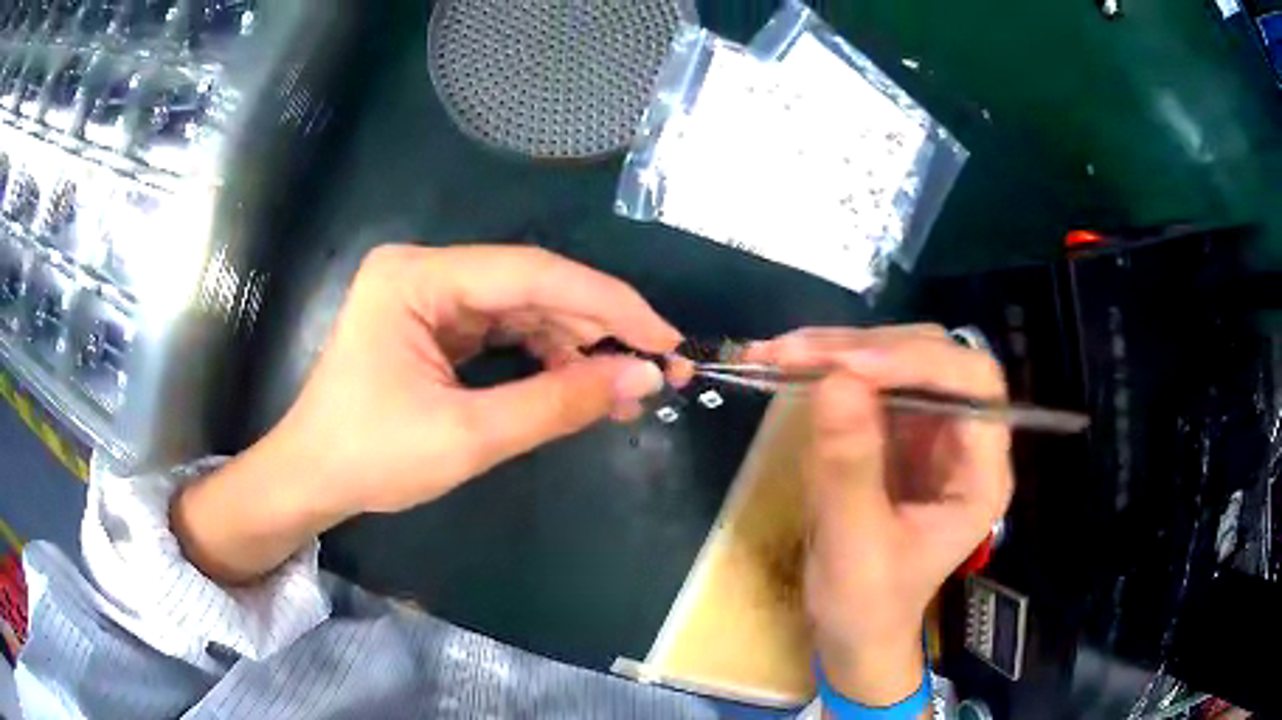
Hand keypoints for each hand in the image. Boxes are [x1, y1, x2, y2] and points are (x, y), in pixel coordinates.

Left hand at [173, 245, 684, 582]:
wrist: (311, 479)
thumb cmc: (370, 458)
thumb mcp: (468, 436)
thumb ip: (558, 403)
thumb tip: (642, 376)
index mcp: (417, 277)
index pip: (531, 273)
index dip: (607, 303)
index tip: (665, 337)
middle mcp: (425, 271)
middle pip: (531, 287)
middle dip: (597, 328)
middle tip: (655, 367)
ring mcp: (429, 296)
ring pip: (523, 308)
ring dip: (576, 346)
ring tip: (625, 386)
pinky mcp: (435, 324)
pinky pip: (504, 330)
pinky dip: (545, 357)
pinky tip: (580, 383)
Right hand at [744, 326, 1013, 706]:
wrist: (854, 629)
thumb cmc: (867, 604)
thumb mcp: (855, 548)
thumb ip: (849, 470)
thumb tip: (834, 381)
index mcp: (981, 473)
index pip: (974, 385)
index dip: (919, 363)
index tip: (848, 369)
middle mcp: (965, 438)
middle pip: (934, 359)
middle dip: (868, 349)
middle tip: (797, 353)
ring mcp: (931, 430)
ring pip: (898, 358)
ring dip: (840, 350)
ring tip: (780, 354)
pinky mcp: (897, 430)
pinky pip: (868, 379)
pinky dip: (827, 367)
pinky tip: (788, 366)